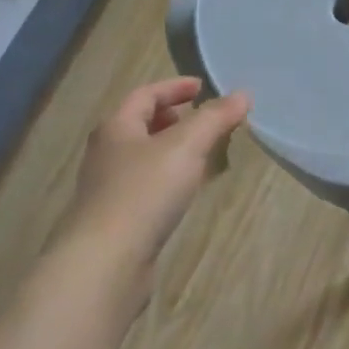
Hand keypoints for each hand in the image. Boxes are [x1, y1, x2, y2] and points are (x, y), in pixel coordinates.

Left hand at [55, 77, 250, 305]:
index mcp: (117, 128)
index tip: (201, 86)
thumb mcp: (186, 147)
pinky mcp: (117, 219)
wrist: (106, 262)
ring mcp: (108, 188)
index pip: (145, 95)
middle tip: (201, 120)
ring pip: (143, 157)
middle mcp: (107, 153)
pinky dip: (168, 178)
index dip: (174, 87)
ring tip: (201, 154)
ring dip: (171, 149)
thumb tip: (242, 94)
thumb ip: (214, 118)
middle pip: (139, 125)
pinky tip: (185, 191)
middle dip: (171, 118)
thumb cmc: (144, 193)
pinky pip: (146, 186)